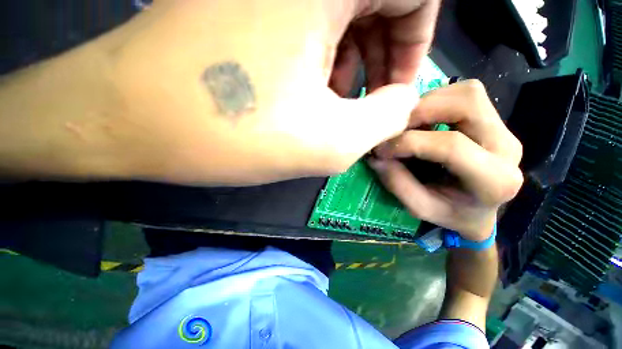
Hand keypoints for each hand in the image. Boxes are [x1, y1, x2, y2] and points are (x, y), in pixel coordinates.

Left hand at [4, 0, 438, 184]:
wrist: (118, 107)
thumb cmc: (210, 122)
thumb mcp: (320, 139)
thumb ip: (385, 119)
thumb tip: (403, 98)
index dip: (416, 41)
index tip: (397, 86)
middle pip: (378, 0)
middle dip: (385, 48)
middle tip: (371, 97)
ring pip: (343, 3)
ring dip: (351, 46)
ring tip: (334, 95)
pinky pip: (305, 5)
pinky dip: (318, 36)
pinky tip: (301, 76)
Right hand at [368, 80, 523, 240]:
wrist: (484, 210)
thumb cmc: (458, 215)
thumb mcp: (427, 210)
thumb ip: (402, 185)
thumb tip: (376, 155)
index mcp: (498, 181)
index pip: (454, 146)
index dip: (414, 141)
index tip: (383, 148)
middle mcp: (508, 148)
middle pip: (467, 104)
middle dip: (425, 108)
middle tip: (399, 125)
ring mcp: (506, 128)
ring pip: (468, 92)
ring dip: (433, 101)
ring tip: (416, 122)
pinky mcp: (498, 116)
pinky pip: (468, 91)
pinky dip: (443, 98)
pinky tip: (434, 117)